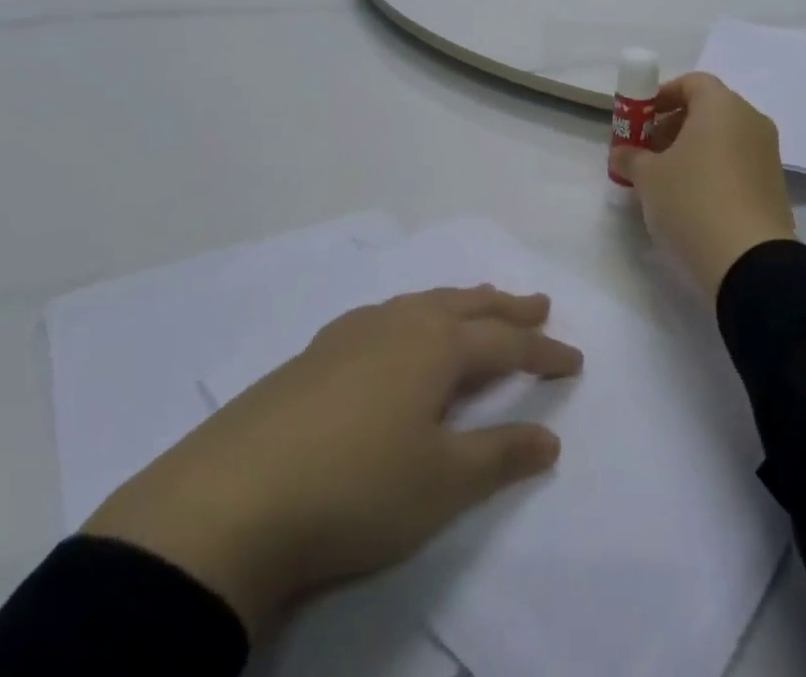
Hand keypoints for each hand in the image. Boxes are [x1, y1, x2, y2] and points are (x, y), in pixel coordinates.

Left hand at [83, 287, 582, 636]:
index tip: (575, 359)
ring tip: (477, 304)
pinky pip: (384, 317)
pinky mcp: (315, 354)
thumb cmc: (355, 489)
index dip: (544, 353)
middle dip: (507, 308)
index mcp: (437, 346)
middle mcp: (400, 324)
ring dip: (460, 304)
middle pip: (467, 307)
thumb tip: (551, 438)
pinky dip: (412, 316)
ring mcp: (353, 334)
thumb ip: (500, 456)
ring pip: (423, 304)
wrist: (231, 501)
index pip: (506, 345)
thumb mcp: (442, 483)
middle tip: (538, 303)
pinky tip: (397, 331)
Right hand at [610, 73, 796, 302]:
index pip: (691, 82)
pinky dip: (713, 170)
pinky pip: (737, 163)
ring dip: (693, 150)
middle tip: (647, 152)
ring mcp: (767, 153)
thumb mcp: (648, 177)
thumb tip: (623, 152)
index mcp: (722, 105)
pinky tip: (692, 200)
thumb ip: (631, 156)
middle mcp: (751, 120)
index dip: (662, 96)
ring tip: (666, 180)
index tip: (641, 120)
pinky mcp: (774, 185)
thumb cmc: (693, 201)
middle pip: (708, 109)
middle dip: (674, 125)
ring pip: (723, 138)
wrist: (750, 262)